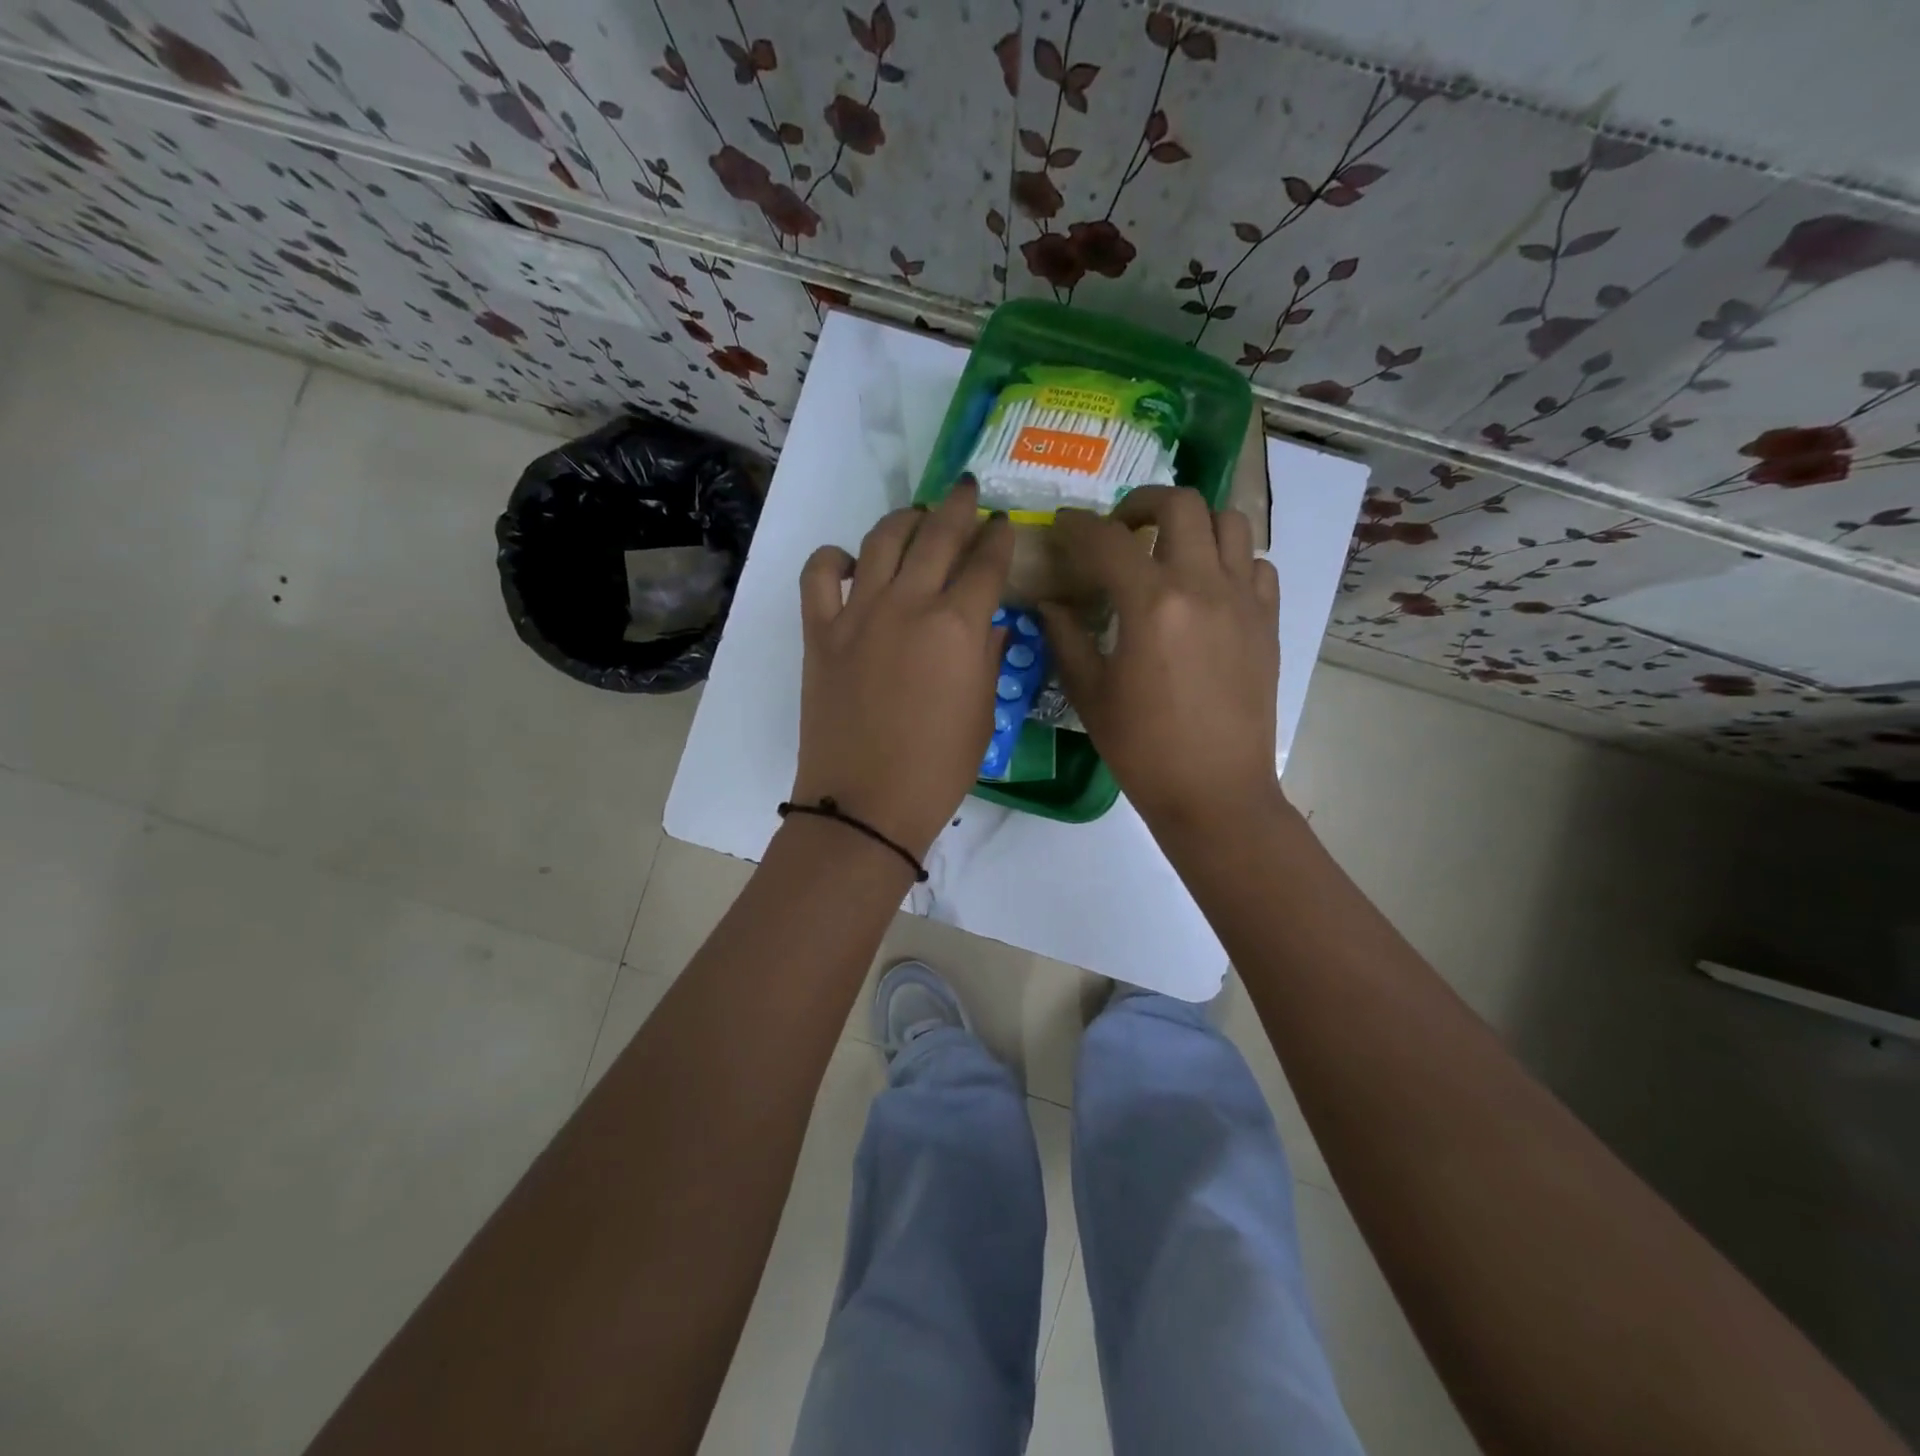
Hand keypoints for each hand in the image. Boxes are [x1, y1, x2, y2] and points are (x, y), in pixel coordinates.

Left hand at [793, 481, 1013, 858]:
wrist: (866, 803)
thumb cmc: (938, 769)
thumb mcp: (982, 714)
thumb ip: (987, 657)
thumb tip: (988, 621)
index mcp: (958, 626)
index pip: (987, 563)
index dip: (1000, 538)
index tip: (1005, 525)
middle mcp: (909, 604)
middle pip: (938, 534)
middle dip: (958, 506)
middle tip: (967, 491)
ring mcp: (858, 613)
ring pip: (881, 540)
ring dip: (904, 520)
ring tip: (916, 518)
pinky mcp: (820, 632)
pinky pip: (819, 575)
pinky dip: (833, 558)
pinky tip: (849, 562)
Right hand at [1040, 487, 1281, 837]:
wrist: (1214, 791)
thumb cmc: (1142, 749)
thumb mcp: (1090, 693)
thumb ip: (1066, 637)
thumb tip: (1050, 603)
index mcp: (1151, 604)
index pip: (1107, 540)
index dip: (1077, 525)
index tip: (1062, 524)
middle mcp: (1202, 585)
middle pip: (1181, 504)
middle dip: (1142, 503)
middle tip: (1120, 530)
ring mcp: (1244, 600)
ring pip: (1229, 522)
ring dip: (1192, 524)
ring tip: (1168, 551)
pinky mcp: (1268, 621)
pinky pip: (1256, 564)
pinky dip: (1230, 560)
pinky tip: (1207, 589)